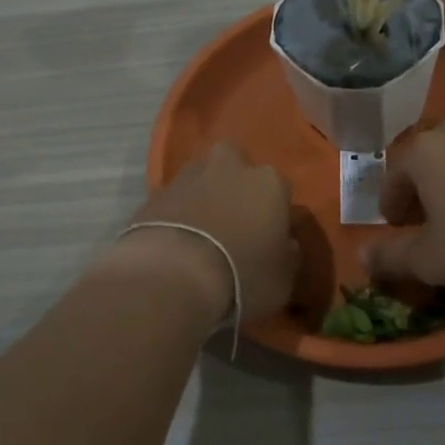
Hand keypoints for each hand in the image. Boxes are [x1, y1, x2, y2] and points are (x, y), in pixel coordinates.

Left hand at [122, 144, 298, 322]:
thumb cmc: (241, 275)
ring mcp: (189, 174)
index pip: (280, 189)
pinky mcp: (156, 191)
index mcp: (269, 181)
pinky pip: (175, 198)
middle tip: (233, 219)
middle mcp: (230, 165)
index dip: (275, 213)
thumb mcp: (282, 279)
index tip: (269, 236)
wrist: (172, 274)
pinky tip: (176, 238)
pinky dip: (177, 211)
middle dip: (236, 184)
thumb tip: (285, 243)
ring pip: (203, 176)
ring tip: (201, 230)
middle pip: (237, 165)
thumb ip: (287, 254)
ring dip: (204, 194)